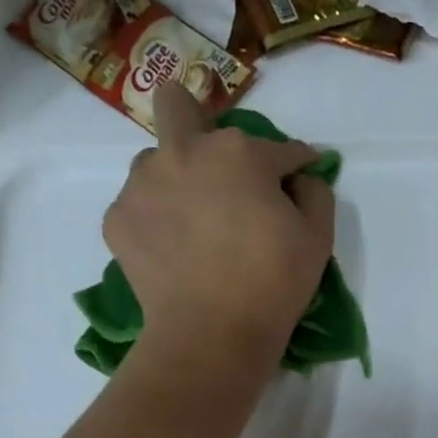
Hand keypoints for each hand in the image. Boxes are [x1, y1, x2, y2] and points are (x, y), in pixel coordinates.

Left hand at [103, 83, 336, 370]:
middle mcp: (183, 152)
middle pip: (177, 102)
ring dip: (175, 179)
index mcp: (239, 153)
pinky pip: (139, 206)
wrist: (211, 336)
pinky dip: (157, 222)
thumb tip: (300, 178)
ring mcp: (143, 183)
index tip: (300, 173)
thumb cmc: (273, 285)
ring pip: (155, 160)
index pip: (278, 147)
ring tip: (192, 223)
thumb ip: (315, 193)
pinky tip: (172, 252)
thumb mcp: (318, 238)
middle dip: (195, 115)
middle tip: (213, 161)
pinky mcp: (118, 219)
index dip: (295, 162)